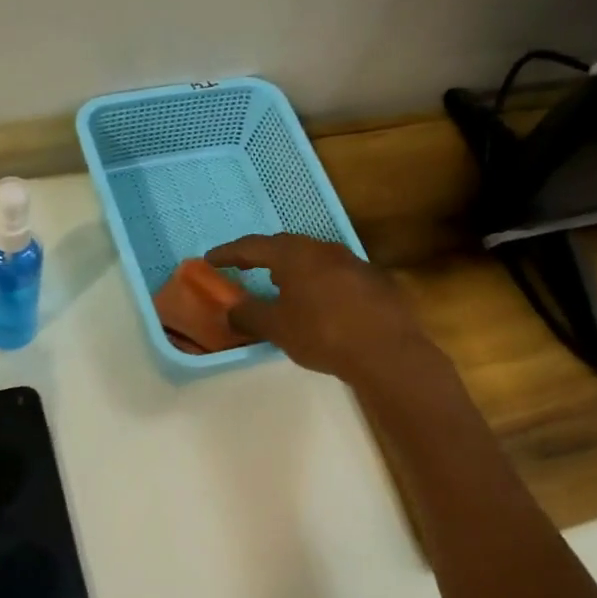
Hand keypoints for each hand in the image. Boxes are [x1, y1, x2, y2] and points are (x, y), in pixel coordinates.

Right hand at [205, 235, 434, 388]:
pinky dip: (318, 284)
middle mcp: (324, 250)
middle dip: (262, 257)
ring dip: (292, 269)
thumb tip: (231, 310)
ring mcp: (353, 263)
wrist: (387, 351)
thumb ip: (249, 316)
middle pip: (286, 247)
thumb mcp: (277, 328)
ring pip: (314, 259)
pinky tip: (319, 304)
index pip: (253, 246)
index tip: (210, 259)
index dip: (228, 253)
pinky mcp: (374, 282)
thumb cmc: (322, 333)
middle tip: (245, 268)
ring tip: (280, 286)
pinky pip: (335, 276)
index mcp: (295, 255)